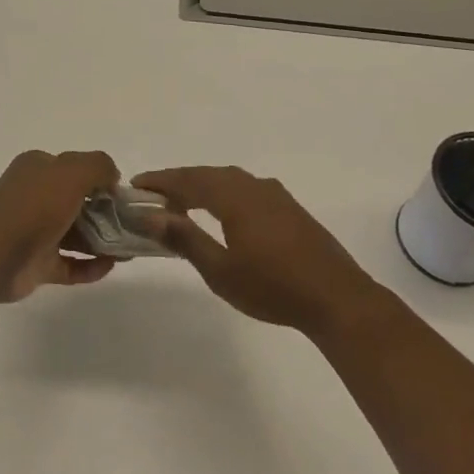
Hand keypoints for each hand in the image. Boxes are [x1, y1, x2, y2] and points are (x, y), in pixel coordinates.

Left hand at [0, 150, 122, 302]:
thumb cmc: (35, 206)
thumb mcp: (72, 171)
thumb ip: (98, 166)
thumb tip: (112, 178)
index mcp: (37, 169)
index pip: (73, 168)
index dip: (99, 178)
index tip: (121, 194)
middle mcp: (34, 197)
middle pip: (77, 202)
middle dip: (105, 212)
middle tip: (131, 224)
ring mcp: (34, 232)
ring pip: (75, 234)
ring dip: (102, 241)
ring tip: (127, 249)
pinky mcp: (37, 263)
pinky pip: (69, 264)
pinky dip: (89, 266)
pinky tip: (110, 266)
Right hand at [132, 166, 384, 335]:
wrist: (336, 298)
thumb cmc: (272, 287)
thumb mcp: (220, 270)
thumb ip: (185, 239)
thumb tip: (152, 215)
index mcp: (235, 197)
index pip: (190, 180)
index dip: (161, 181)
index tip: (136, 184)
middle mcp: (255, 187)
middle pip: (209, 175)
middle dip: (180, 181)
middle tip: (154, 193)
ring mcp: (276, 196)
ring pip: (230, 180)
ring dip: (204, 185)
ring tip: (183, 202)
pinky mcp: (290, 209)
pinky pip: (247, 189)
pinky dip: (225, 192)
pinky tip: (223, 211)